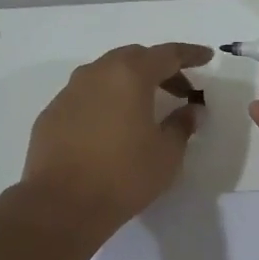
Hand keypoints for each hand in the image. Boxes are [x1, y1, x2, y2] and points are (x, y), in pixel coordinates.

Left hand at [21, 42, 212, 236]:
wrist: (61, 204)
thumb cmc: (123, 175)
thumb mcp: (167, 153)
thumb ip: (182, 125)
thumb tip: (191, 110)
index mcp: (129, 75)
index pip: (167, 54)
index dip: (190, 55)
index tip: (206, 57)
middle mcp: (96, 73)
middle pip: (134, 58)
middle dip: (160, 68)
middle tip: (180, 89)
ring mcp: (69, 92)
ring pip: (106, 74)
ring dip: (130, 83)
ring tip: (146, 107)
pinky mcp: (52, 114)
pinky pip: (86, 96)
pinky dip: (106, 101)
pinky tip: (112, 126)